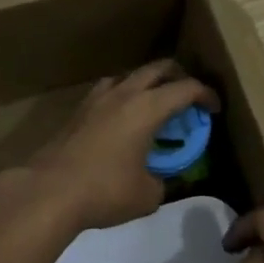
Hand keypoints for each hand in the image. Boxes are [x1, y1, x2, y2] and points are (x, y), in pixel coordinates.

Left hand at [20, 60, 220, 232]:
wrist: (50, 190)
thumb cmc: (105, 190)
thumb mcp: (147, 194)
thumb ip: (161, 180)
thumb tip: (158, 179)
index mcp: (148, 107)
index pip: (186, 88)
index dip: (206, 95)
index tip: (213, 109)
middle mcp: (124, 93)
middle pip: (158, 68)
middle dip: (178, 77)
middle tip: (188, 97)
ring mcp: (97, 98)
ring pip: (130, 75)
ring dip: (147, 83)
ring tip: (153, 105)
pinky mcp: (78, 110)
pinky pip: (109, 90)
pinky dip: (123, 96)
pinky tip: (122, 118)